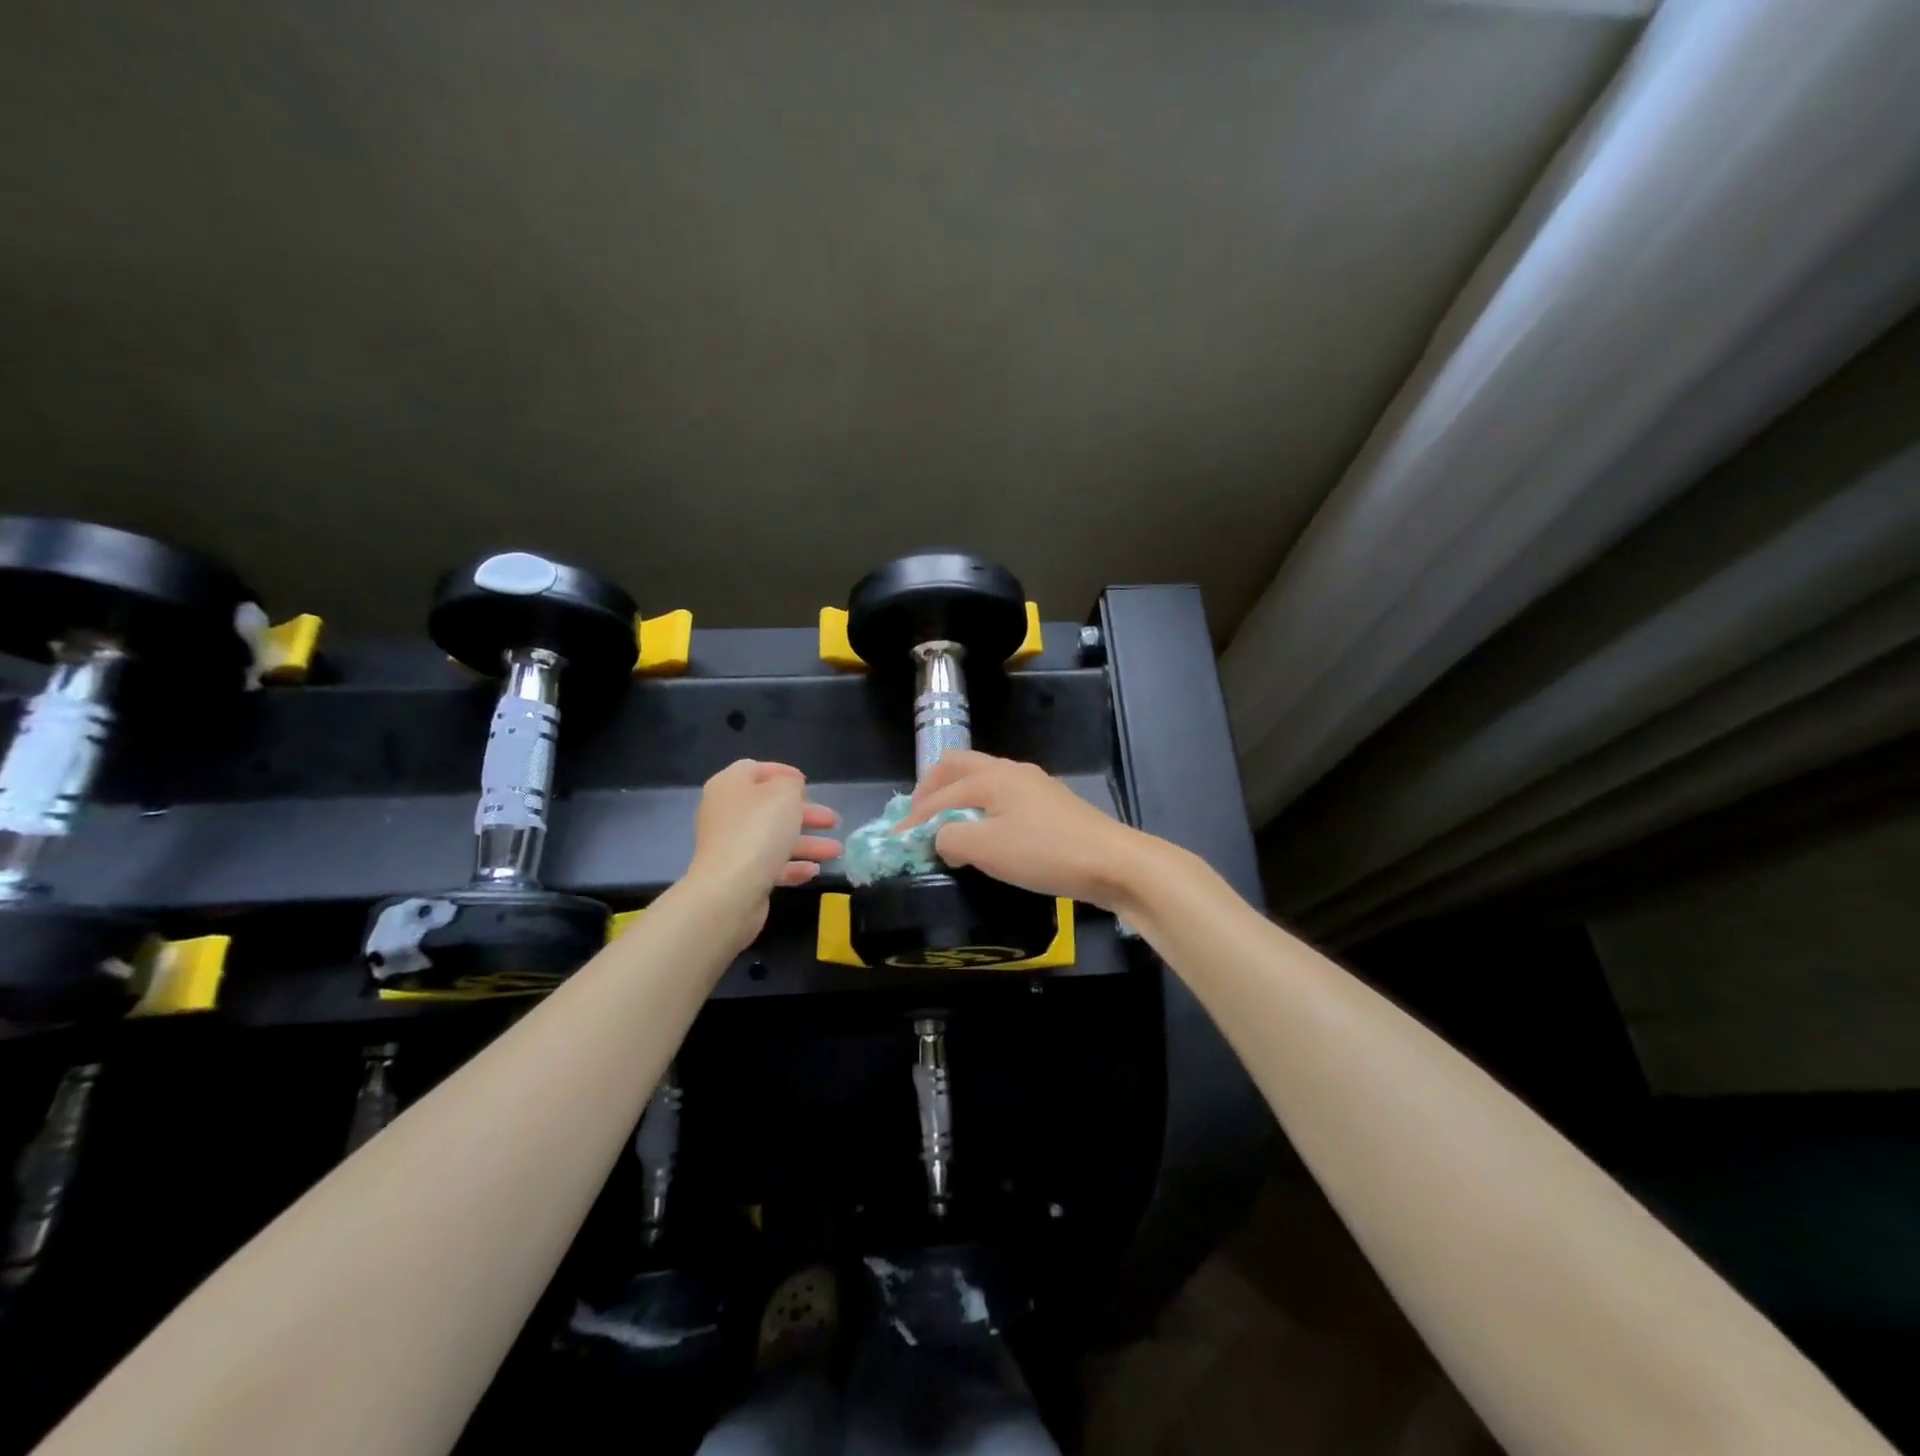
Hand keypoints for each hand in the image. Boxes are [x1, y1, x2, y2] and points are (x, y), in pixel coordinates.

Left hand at [686, 761, 839, 937]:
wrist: (730, 890)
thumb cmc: (759, 830)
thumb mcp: (784, 792)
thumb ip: (790, 783)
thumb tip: (789, 788)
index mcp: (730, 786)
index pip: (756, 769)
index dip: (783, 773)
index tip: (809, 783)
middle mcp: (726, 813)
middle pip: (770, 807)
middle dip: (806, 814)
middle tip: (833, 821)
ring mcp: (730, 846)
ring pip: (774, 838)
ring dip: (807, 842)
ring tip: (836, 851)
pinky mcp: (737, 875)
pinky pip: (769, 864)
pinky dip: (792, 865)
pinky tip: (814, 871)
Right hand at [895, 750, 1154, 910]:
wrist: (1113, 862)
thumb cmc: (1045, 853)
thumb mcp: (987, 849)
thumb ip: (950, 839)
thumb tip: (940, 839)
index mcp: (990, 777)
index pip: (939, 794)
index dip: (912, 819)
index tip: (894, 842)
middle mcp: (1010, 771)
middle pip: (958, 767)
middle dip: (931, 789)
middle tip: (917, 819)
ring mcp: (1033, 785)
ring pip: (982, 779)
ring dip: (957, 796)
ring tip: (946, 826)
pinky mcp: (1050, 804)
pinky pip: (1002, 796)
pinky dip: (981, 807)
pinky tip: (986, 832)